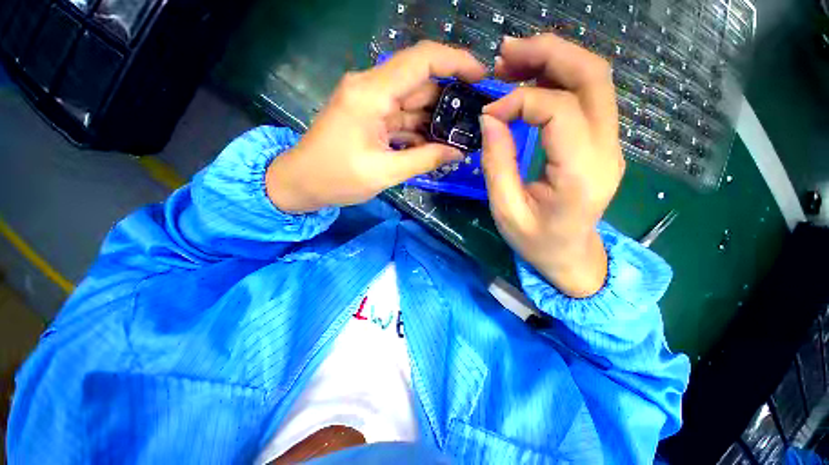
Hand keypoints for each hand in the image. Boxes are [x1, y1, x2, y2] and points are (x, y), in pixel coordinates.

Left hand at [266, 41, 487, 212]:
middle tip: (475, 123)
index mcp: (372, 93)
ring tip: (459, 139)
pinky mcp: (370, 118)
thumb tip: (457, 153)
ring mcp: (370, 103)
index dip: (456, 62)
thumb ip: (424, 160)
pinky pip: (402, 119)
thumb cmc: (336, 178)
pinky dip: (419, 132)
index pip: (422, 60)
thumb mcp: (384, 172)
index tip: (482, 77)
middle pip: (421, 84)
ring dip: (435, 121)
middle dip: (450, 102)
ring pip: (413, 104)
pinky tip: (435, 147)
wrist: (300, 183)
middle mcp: (372, 89)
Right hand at [480, 34, 624, 297]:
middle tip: (506, 53)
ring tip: (512, 63)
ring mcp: (609, 143)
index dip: (519, 100)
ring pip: (594, 79)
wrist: (571, 256)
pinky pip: (586, 96)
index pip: (559, 110)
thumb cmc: (536, 242)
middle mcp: (607, 150)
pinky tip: (529, 84)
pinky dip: (558, 79)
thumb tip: (490, 118)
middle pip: (592, 76)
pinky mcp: (601, 142)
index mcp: (581, 173)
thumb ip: (498, 164)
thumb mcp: (506, 210)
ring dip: (554, 60)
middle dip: (548, 53)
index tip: (489, 113)